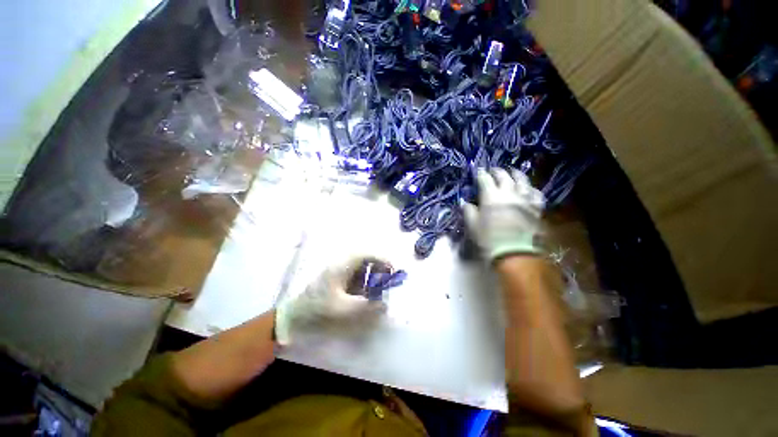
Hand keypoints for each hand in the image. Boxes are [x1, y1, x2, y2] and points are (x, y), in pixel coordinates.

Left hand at [274, 257, 387, 345]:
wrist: (295, 315)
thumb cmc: (318, 308)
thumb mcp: (343, 309)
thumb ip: (366, 307)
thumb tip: (384, 305)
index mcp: (343, 266)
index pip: (367, 254)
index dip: (382, 259)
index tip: (392, 270)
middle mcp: (342, 264)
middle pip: (366, 258)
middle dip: (379, 267)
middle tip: (386, 281)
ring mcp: (339, 271)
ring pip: (362, 266)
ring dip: (372, 274)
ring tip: (378, 289)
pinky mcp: (338, 278)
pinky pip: (356, 275)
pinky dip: (365, 282)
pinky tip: (365, 294)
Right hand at [463, 168, 544, 262]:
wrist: (513, 253)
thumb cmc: (488, 239)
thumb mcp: (472, 225)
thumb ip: (468, 210)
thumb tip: (465, 202)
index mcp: (491, 196)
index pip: (484, 179)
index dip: (480, 173)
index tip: (477, 171)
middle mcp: (509, 193)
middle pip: (503, 176)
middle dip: (496, 171)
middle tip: (492, 170)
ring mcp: (525, 199)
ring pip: (522, 180)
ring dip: (515, 174)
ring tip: (512, 172)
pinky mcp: (536, 207)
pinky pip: (536, 193)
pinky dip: (531, 189)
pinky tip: (528, 189)